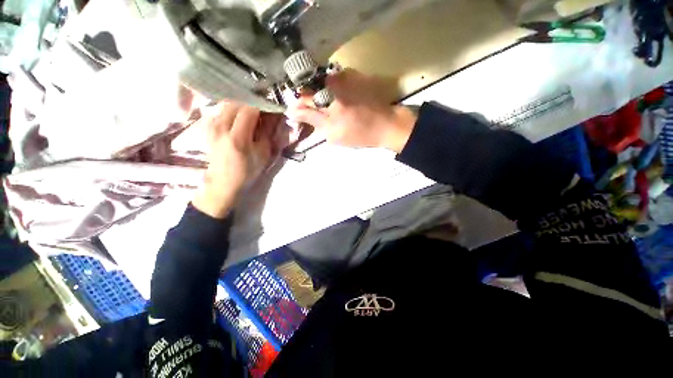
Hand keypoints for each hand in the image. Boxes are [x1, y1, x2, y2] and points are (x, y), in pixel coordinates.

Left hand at [192, 102, 285, 218]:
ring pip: (228, 104)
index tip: (272, 108)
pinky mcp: (208, 127)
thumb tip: (273, 115)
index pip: (250, 109)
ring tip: (253, 113)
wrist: (223, 182)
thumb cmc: (247, 171)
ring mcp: (211, 126)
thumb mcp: (263, 154)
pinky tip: (239, 117)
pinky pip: (221, 110)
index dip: (263, 106)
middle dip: (252, 103)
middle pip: (237, 103)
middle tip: (263, 110)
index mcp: (237, 137)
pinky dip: (232, 109)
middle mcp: (221, 128)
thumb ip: (267, 132)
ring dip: (242, 105)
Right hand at [286, 69, 416, 152]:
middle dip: (310, 102)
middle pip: (312, 87)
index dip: (299, 105)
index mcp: (327, 91)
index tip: (298, 116)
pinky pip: (335, 85)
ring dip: (322, 99)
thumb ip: (311, 118)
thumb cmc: (358, 132)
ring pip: (323, 86)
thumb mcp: (332, 131)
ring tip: (330, 114)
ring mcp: (346, 76)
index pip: (302, 93)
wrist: (386, 126)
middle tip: (315, 117)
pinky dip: (333, 96)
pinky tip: (340, 107)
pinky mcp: (354, 78)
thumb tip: (291, 111)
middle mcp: (334, 77)